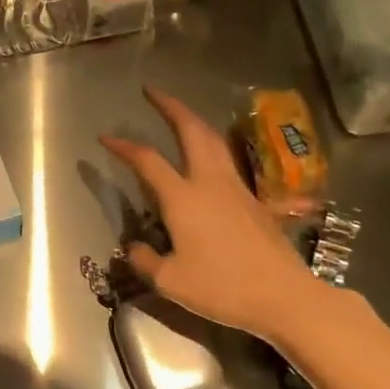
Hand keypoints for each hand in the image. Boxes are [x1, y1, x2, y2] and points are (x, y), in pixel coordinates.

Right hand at [100, 86, 325, 342]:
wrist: (284, 297)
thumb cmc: (222, 288)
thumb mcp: (170, 281)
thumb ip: (145, 260)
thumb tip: (133, 246)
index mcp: (183, 198)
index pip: (147, 161)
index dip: (123, 146)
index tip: (105, 137)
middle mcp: (209, 183)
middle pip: (191, 131)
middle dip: (170, 107)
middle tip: (153, 92)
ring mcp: (236, 189)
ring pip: (214, 141)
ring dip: (194, 121)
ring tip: (179, 114)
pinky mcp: (255, 201)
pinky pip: (228, 162)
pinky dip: (211, 146)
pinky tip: (207, 158)